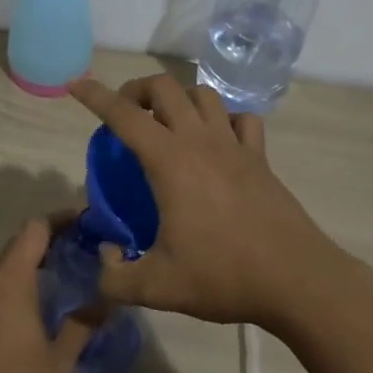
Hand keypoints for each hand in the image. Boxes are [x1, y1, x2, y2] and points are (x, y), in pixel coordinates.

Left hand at [0, 219, 94, 372]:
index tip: (88, 224)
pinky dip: (17, 278)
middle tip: (84, 248)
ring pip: (5, 262)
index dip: (61, 220)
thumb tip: (108, 298)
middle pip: (18, 242)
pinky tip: (38, 301)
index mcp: (10, 281)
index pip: (34, 229)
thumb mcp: (58, 363)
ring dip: (32, 259)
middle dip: (50, 238)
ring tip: (65, 272)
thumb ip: (82, 325)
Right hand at [68, 74, 346, 332]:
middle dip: (137, 90)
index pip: (123, 114)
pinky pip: (240, 119)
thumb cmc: (223, 275)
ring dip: (178, 98)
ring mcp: (234, 145)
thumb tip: (102, 260)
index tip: (76, 84)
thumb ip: (114, 277)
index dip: (95, 95)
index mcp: (169, 161)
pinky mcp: (260, 158)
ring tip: (167, 123)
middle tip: (126, 115)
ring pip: (202, 94)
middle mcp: (200, 140)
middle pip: (164, 87)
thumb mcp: (157, 287)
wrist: (296, 280)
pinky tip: (217, 139)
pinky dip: (223, 118)